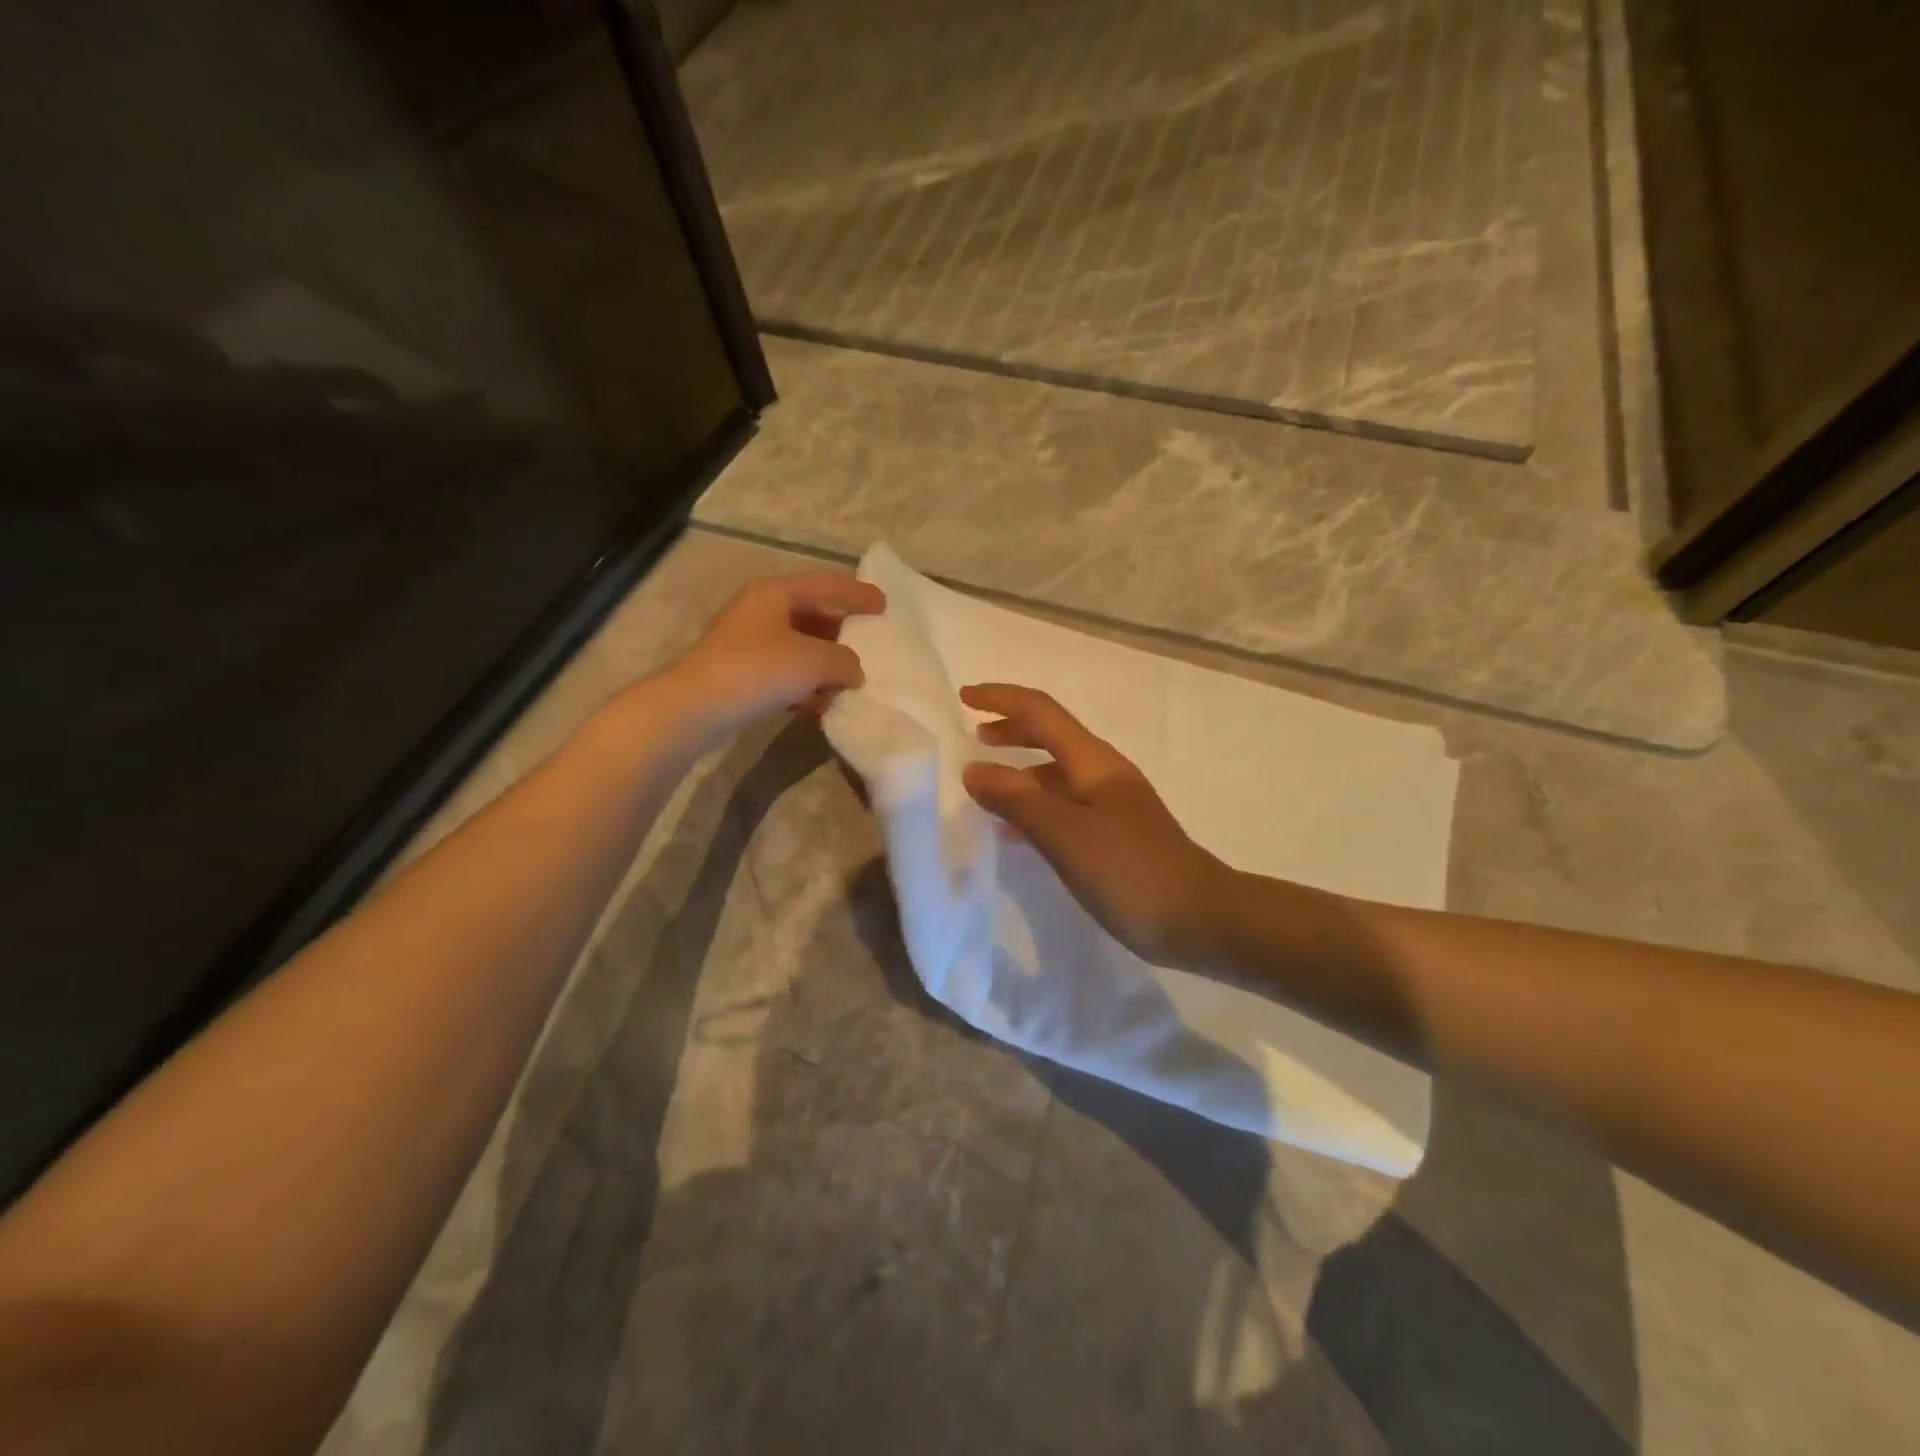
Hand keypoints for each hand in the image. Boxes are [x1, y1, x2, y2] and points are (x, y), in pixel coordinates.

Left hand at [673, 573, 885, 739]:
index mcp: (776, 593)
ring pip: (800, 648)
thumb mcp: (813, 660)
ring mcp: (748, 643)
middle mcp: (761, 611)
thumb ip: (844, 660)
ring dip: (824, 667)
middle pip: (813, 617)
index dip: (857, 594)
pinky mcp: (741, 673)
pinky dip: (805, 686)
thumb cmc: (758, 669)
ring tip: (847, 685)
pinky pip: (785, 674)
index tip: (883, 604)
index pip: (827, 586)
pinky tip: (819, 706)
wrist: (697, 706)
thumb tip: (853, 670)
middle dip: (842, 635)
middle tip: (868, 647)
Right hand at [960, 684, 1228, 965]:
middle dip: (1011, 730)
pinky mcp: (1115, 834)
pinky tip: (1016, 833)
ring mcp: (1112, 804)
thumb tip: (974, 769)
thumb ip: (1016, 799)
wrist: (1199, 919)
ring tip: (985, 788)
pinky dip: (1035, 807)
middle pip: (1050, 736)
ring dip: (1020, 772)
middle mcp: (1102, 773)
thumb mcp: (1064, 834)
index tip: (964, 697)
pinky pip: (1064, 806)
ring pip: (1056, 774)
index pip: (1041, 712)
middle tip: (973, 737)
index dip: (1001, 699)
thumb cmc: (1129, 871)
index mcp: (1092, 762)